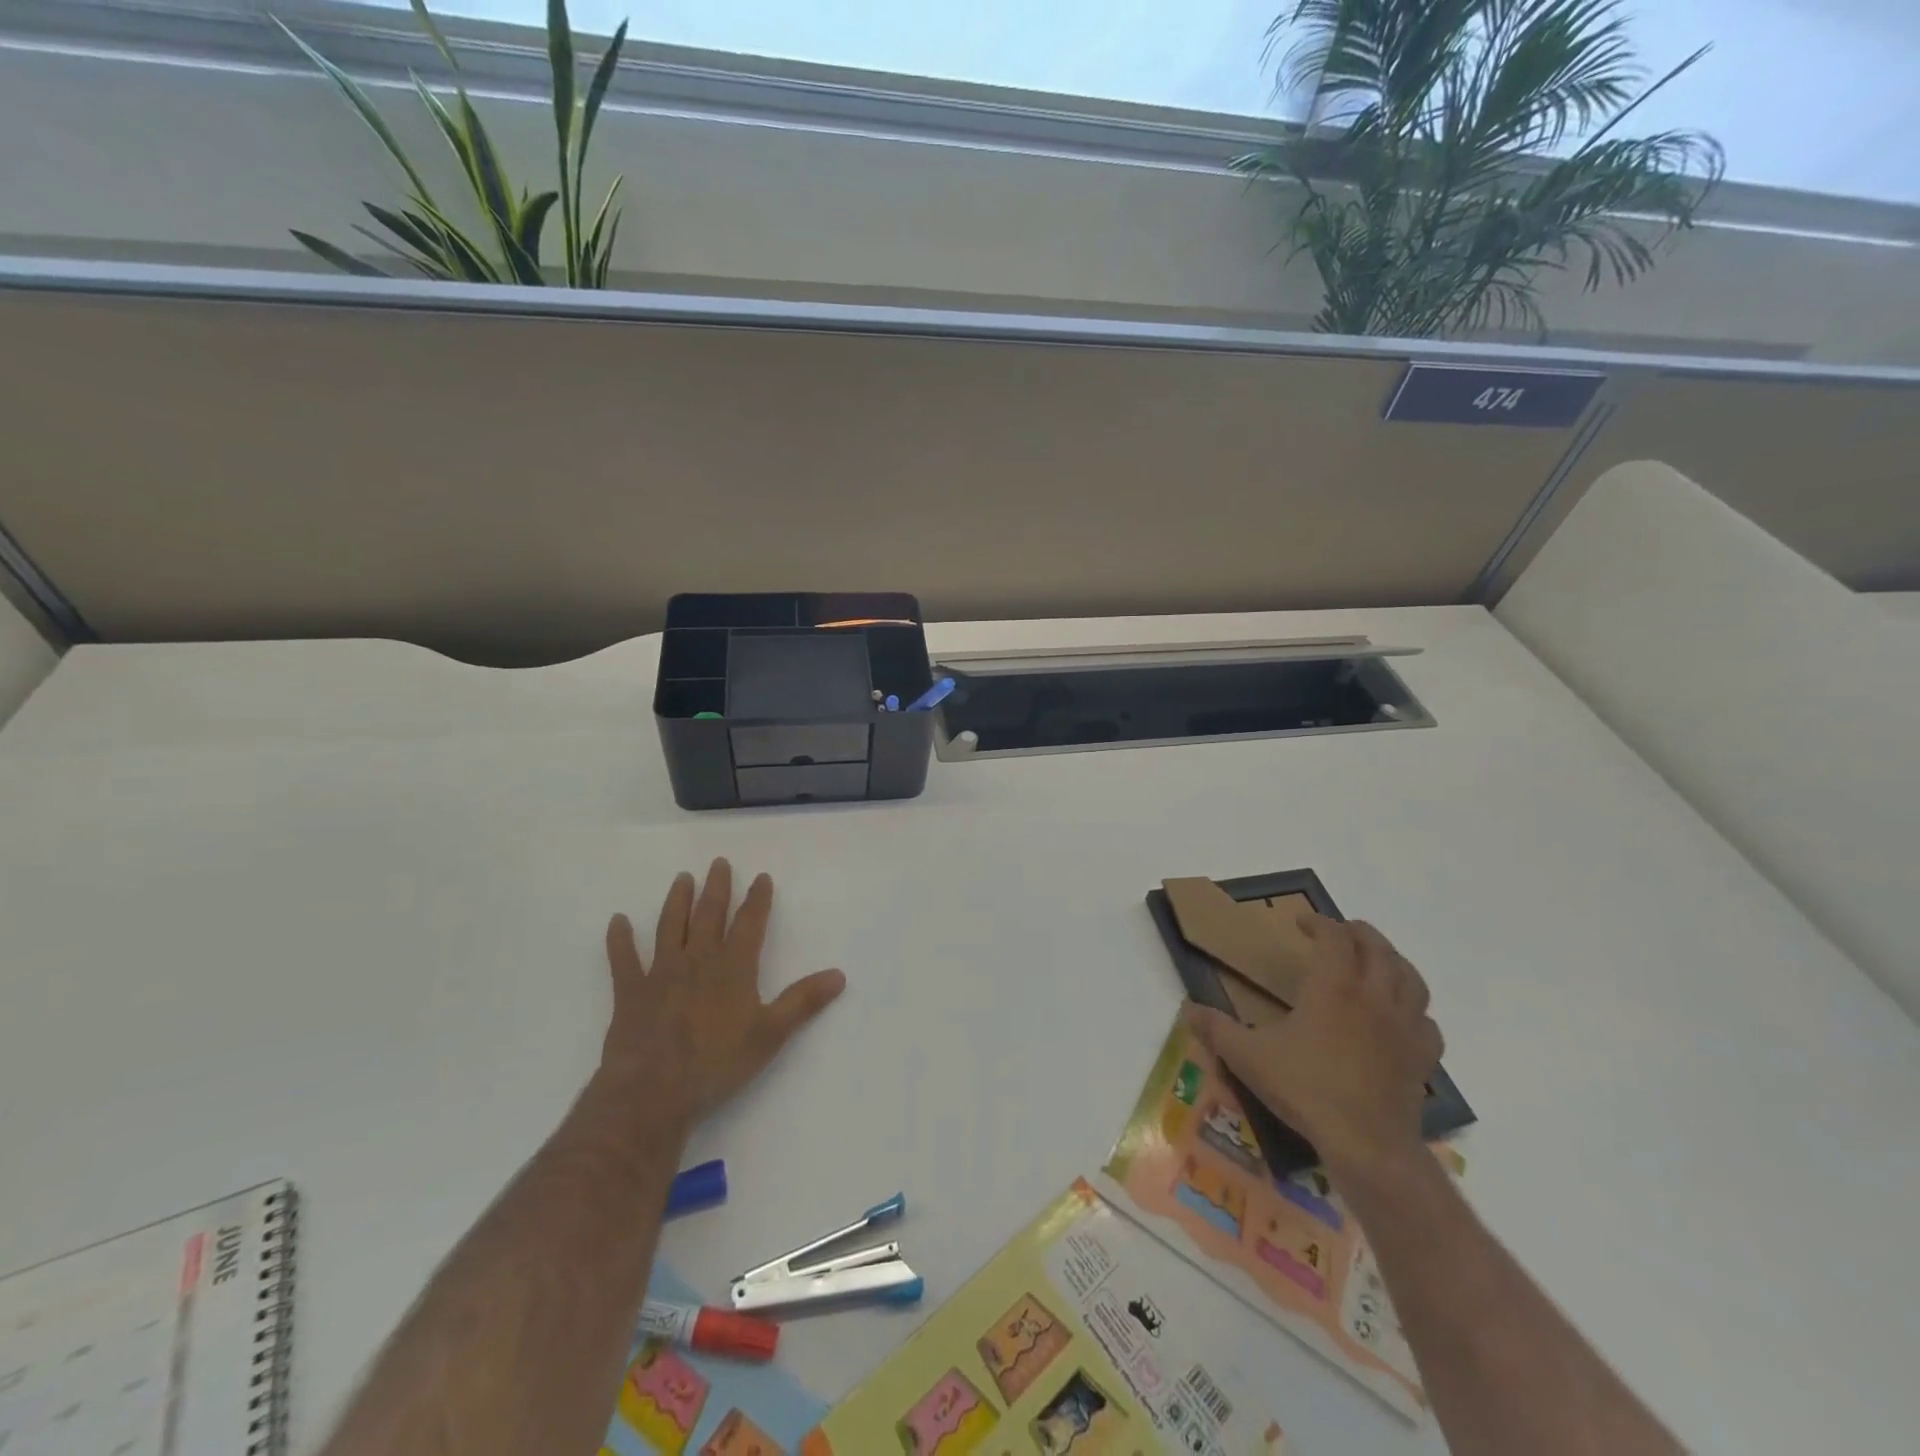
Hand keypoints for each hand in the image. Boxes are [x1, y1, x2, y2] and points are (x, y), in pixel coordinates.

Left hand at [599, 858, 844, 1133]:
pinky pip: (624, 960)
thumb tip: (839, 975)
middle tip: (719, 863)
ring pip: (670, 926)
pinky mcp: (631, 992)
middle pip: (709, 915)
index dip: (758, 899)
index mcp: (733, 966)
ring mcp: (661, 973)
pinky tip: (618, 921)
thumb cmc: (717, 1063)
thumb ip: (804, 1001)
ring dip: (677, 901)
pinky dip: (620, 940)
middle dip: (717, 888)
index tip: (762, 878)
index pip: (750, 923)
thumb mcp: (771, 1034)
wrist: (653, 1091)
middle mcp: (698, 959)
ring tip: (682, 878)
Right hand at [1185, 915, 1442, 1188]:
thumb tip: (1188, 1009)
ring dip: (1392, 961)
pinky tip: (1401, 1018)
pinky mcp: (1422, 1058)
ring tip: (1376, 961)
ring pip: (1410, 978)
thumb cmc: (1306, 1090)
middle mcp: (1373, 997)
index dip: (1319, 923)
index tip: (1302, 923)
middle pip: (1377, 948)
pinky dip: (1414, 1010)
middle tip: (1340, 931)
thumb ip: (1216, 1029)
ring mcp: (1404, 1027)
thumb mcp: (1248, 1057)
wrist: (1367, 1145)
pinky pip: (1426, 1021)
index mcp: (1333, 987)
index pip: (1334, 938)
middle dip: (1359, 933)